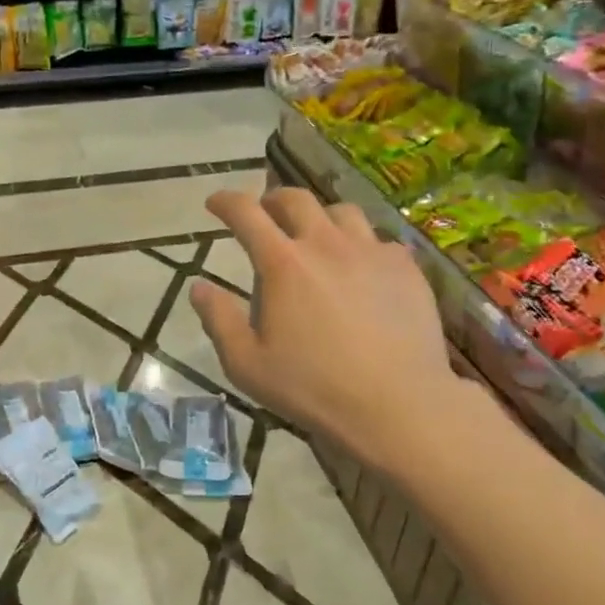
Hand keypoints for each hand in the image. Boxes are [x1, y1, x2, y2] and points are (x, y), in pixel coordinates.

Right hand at [190, 188, 463, 459]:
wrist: (397, 405)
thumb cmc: (313, 388)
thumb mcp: (247, 364)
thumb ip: (218, 320)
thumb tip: (199, 286)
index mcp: (283, 264)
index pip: (246, 214)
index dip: (226, 201)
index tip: (215, 202)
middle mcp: (327, 244)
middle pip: (296, 199)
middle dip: (273, 199)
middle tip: (265, 213)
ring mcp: (371, 252)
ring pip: (342, 212)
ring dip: (320, 216)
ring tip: (315, 235)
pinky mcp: (406, 269)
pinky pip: (379, 240)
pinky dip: (361, 245)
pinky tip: (361, 268)